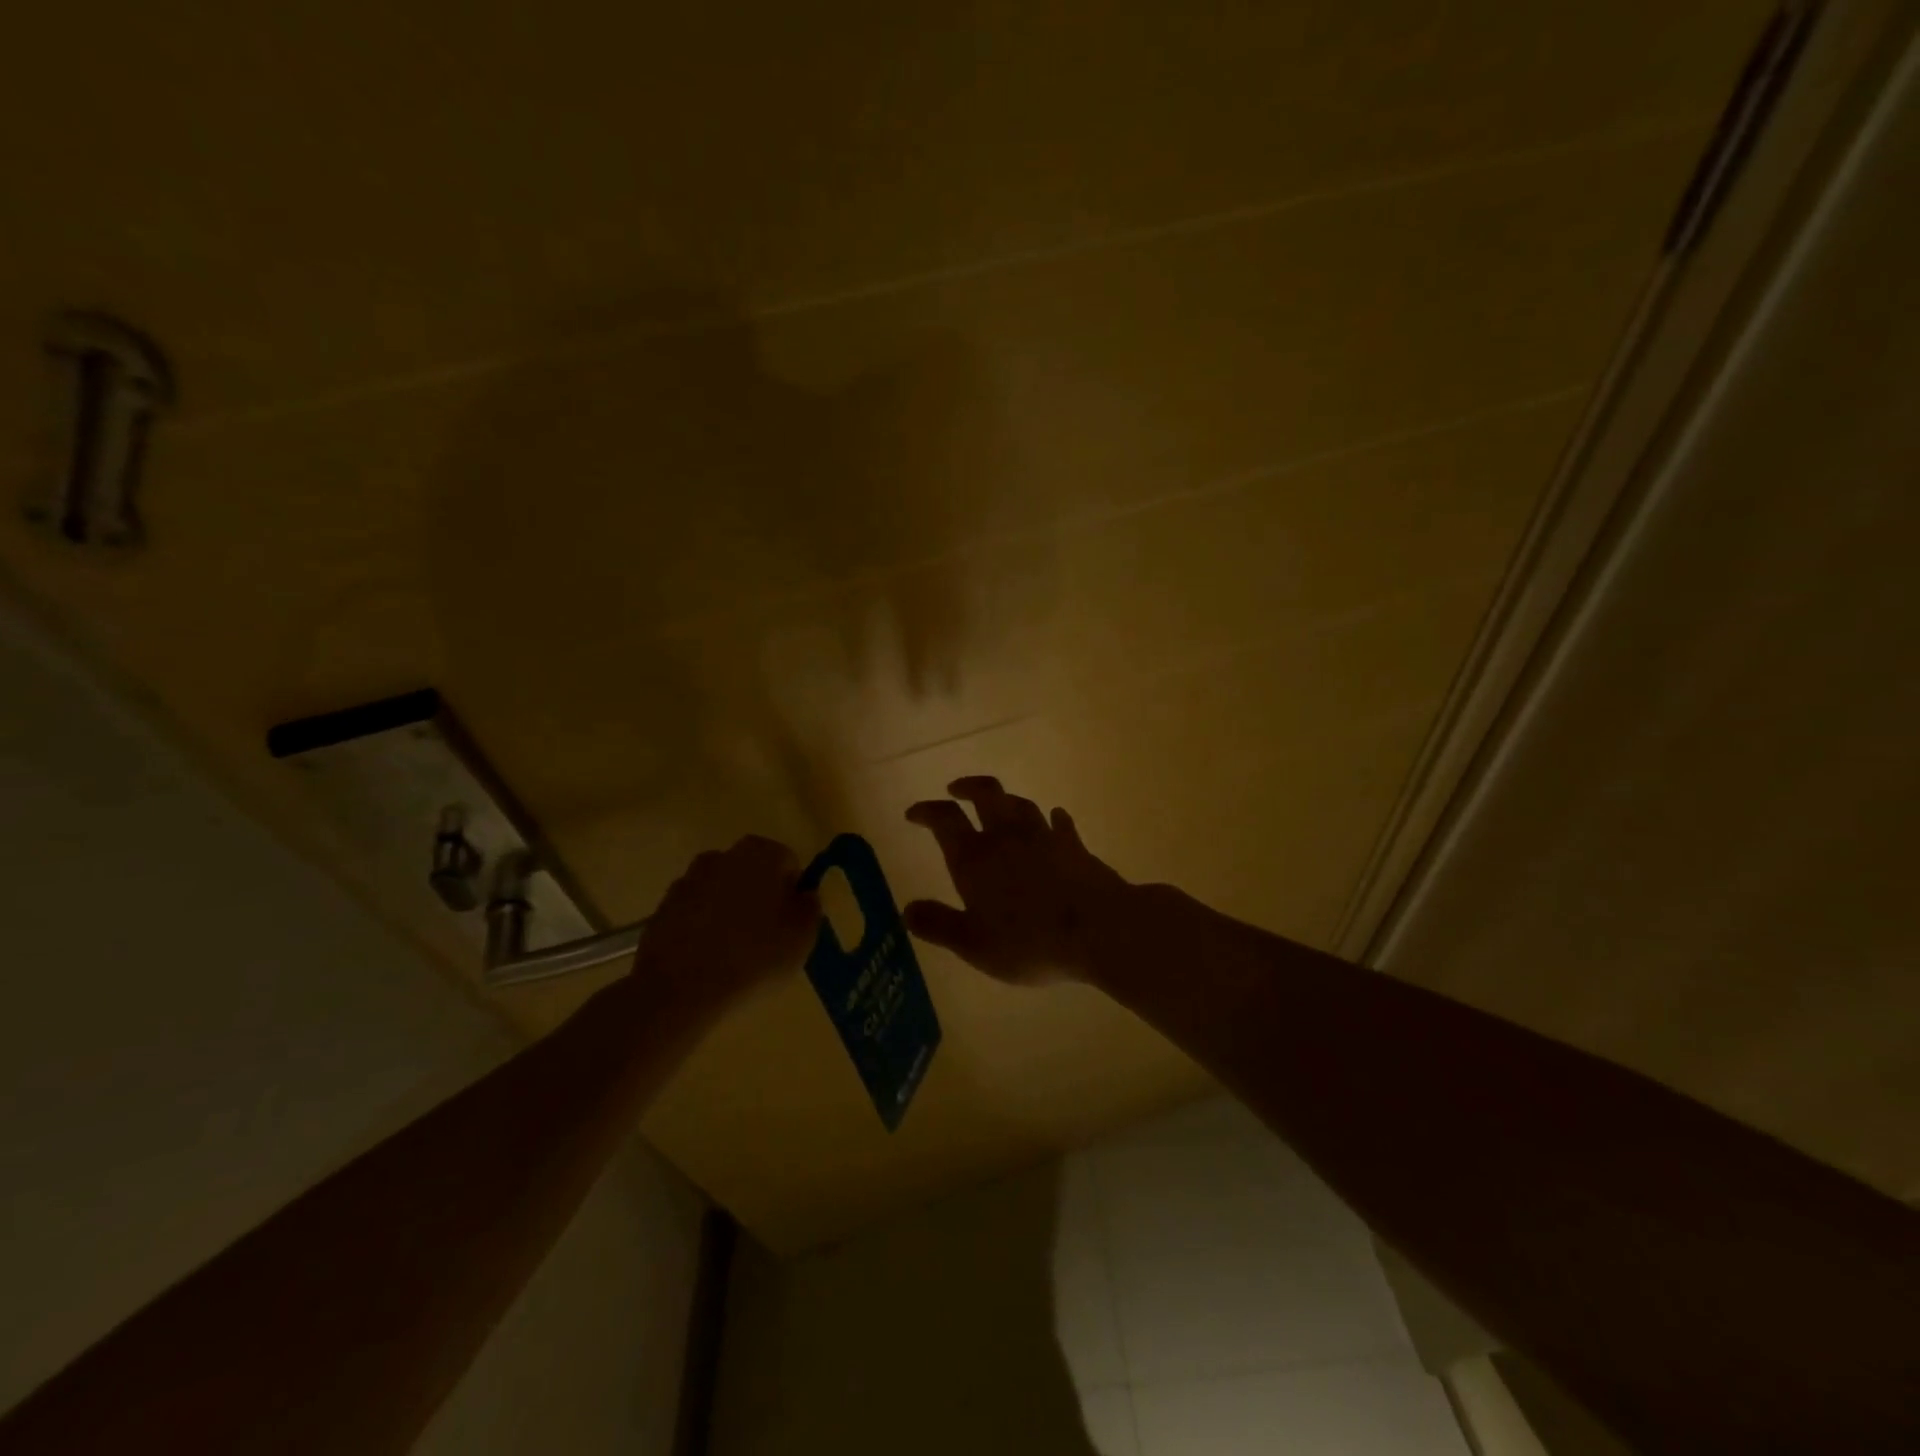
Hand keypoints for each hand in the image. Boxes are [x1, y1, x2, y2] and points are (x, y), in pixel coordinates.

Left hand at [632, 835, 819, 1009]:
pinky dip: (702, 927)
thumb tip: (803, 896)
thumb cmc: (755, 956)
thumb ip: (810, 907)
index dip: (793, 892)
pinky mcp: (662, 908)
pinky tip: (707, 959)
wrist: (681, 989)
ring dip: (728, 911)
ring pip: (720, 891)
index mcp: (761, 853)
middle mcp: (722, 856)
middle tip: (766, 936)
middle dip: (759, 897)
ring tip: (735, 952)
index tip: (791, 922)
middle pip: (751, 873)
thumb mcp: (804, 936)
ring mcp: (687, 881)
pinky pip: (694, 913)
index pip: (787, 862)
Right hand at [904, 777, 1131, 984]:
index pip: (945, 820)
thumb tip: (907, 909)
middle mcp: (1007, 837)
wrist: (1100, 930)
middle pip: (986, 795)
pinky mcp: (1075, 847)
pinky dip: (1053, 819)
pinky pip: (1060, 824)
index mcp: (975, 858)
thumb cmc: (1030, 942)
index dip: (927, 811)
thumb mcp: (974, 945)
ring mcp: (1045, 837)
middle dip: (968, 787)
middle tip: (956, 789)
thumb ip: (939, 925)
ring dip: (1006, 801)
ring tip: (999, 805)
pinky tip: (1055, 819)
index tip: (914, 813)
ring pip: (1021, 805)